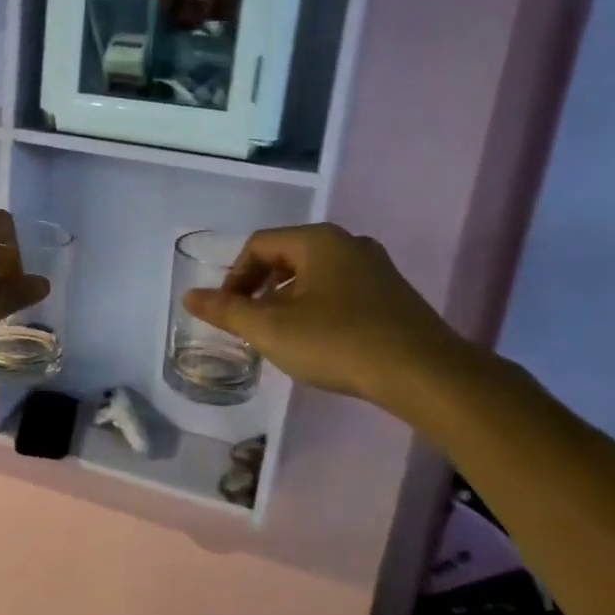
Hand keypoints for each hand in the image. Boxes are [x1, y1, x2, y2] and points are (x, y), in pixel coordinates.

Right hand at [182, 223, 472, 415]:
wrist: (423, 373)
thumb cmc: (338, 342)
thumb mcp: (272, 329)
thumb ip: (227, 311)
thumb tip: (190, 296)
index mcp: (318, 240)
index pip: (259, 245)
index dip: (235, 277)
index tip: (228, 313)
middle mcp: (349, 244)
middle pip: (287, 257)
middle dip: (261, 289)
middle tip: (251, 325)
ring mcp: (376, 269)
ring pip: (315, 276)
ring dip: (288, 302)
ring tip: (282, 337)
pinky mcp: (393, 296)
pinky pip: (341, 292)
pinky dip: (318, 309)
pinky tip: (320, 342)